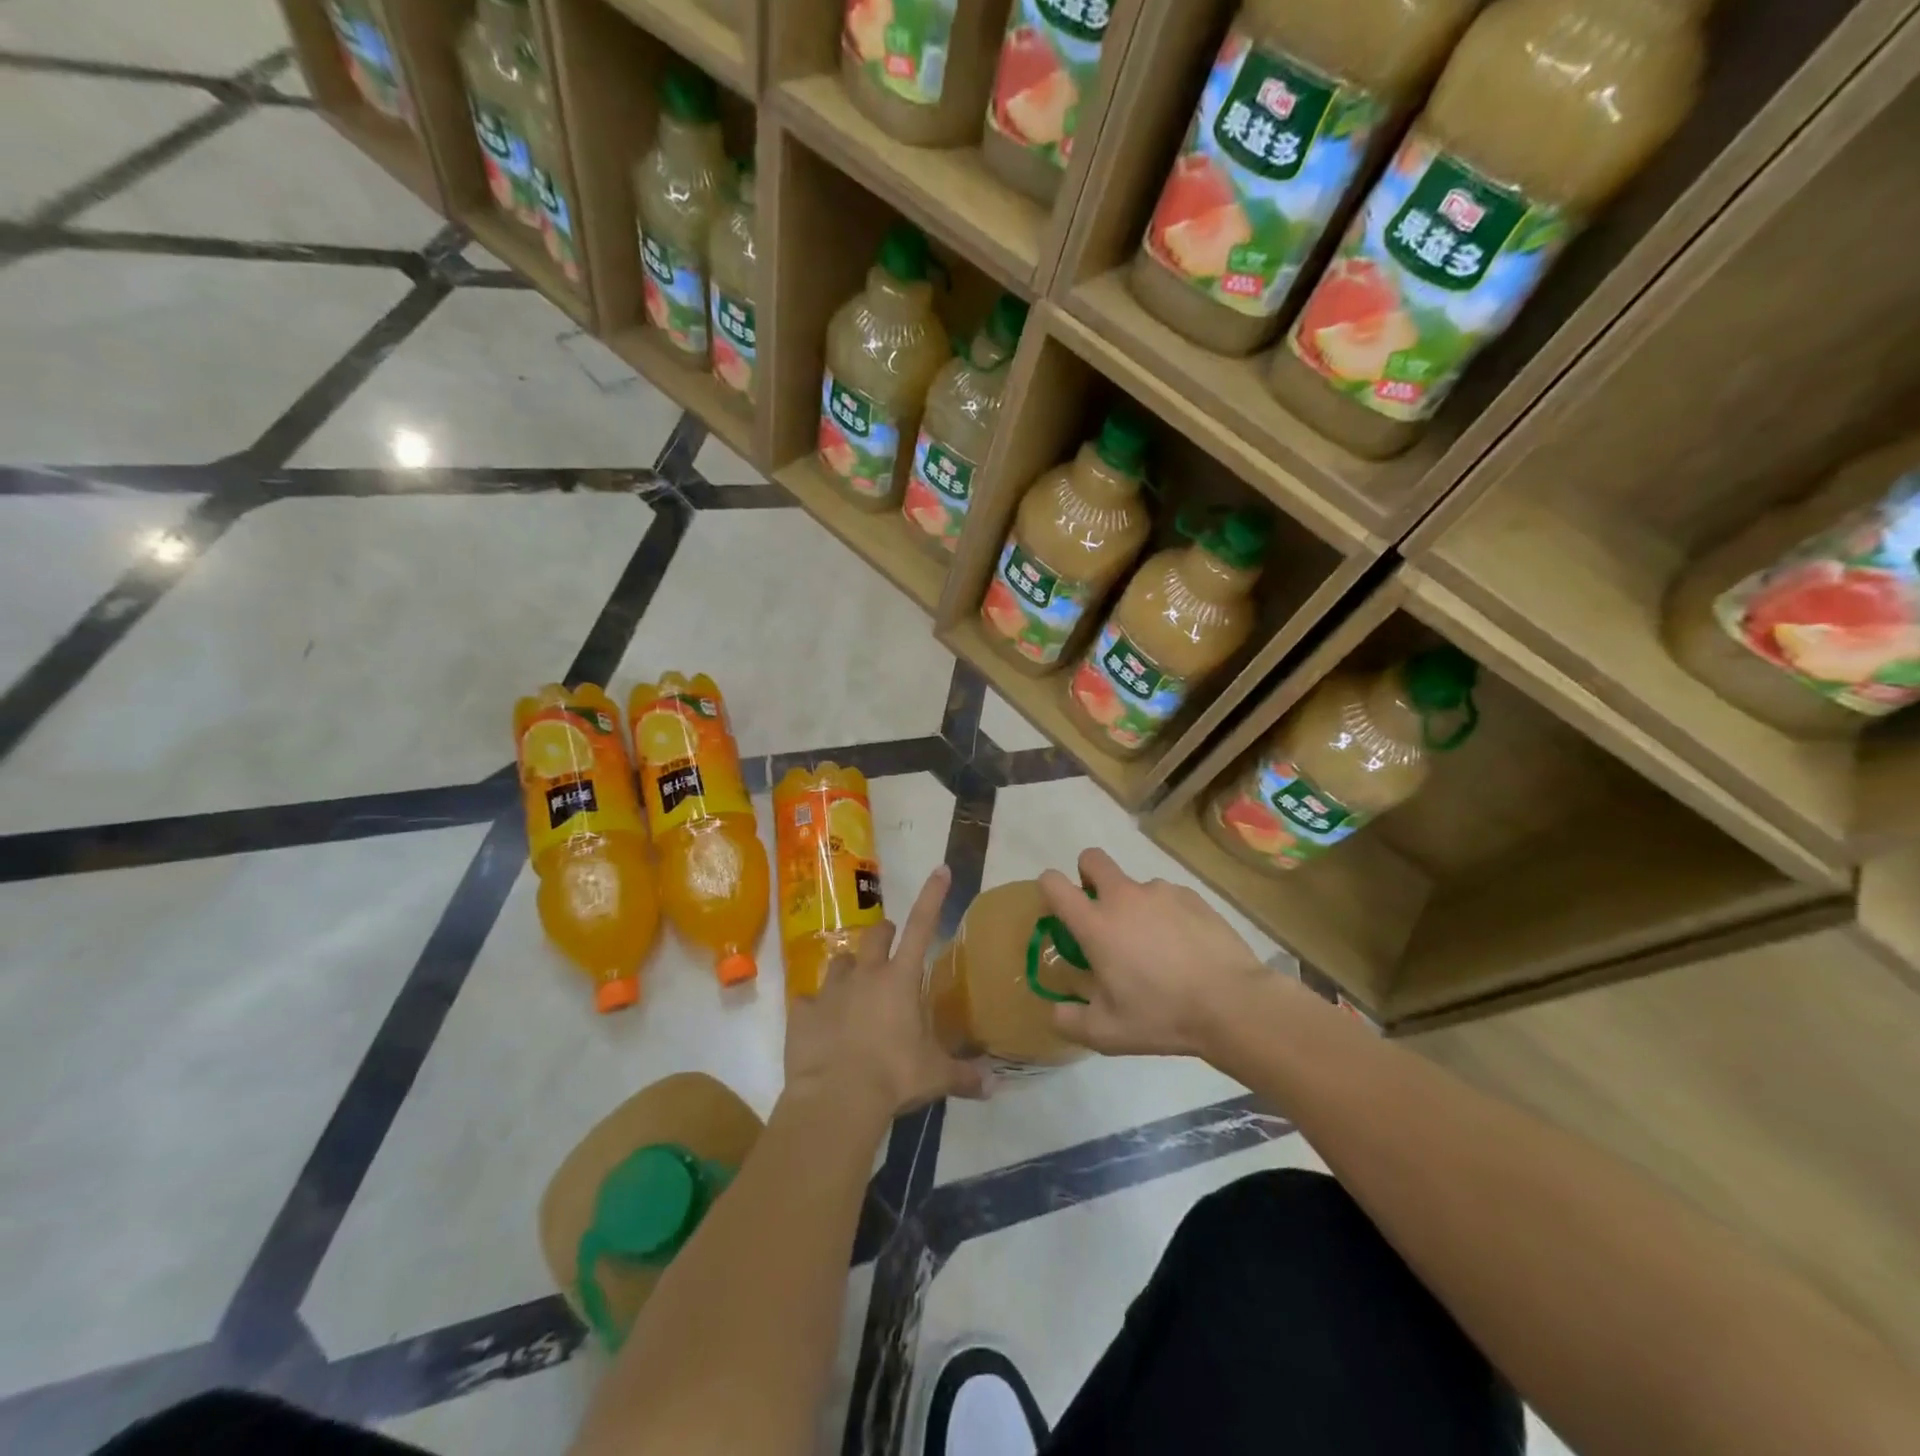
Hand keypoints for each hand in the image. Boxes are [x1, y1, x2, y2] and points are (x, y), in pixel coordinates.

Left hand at [784, 865, 988, 1121]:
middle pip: (874, 935)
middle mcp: (865, 975)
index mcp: (900, 980)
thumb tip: (994, 1086)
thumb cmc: (893, 1078)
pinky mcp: (801, 1012)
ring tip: (853, 987)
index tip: (940, 868)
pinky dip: (814, 1008)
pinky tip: (818, 1023)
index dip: (933, 896)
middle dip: (883, 933)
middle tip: (888, 942)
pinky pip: (806, 1001)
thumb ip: (964, 1075)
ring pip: (840, 962)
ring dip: (849, 969)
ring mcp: (830, 991)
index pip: (922, 926)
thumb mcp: (935, 1077)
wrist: (836, 1099)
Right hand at [1039, 849, 1278, 1058]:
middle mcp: (1124, 897)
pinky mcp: (1192, 896)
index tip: (1057, 908)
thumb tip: (1055, 1012)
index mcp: (1096, 924)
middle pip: (1092, 859)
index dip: (1048, 888)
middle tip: (1101, 913)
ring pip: (1134, 885)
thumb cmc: (1162, 1015)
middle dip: (1088, 875)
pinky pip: (1167, 897)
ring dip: (1134, 905)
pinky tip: (1183, 947)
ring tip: (1155, 947)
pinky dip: (1166, 914)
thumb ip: (1070, 1021)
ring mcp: (1160, 892)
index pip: (1054, 884)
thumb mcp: (1107, 1033)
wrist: (1232, 1004)